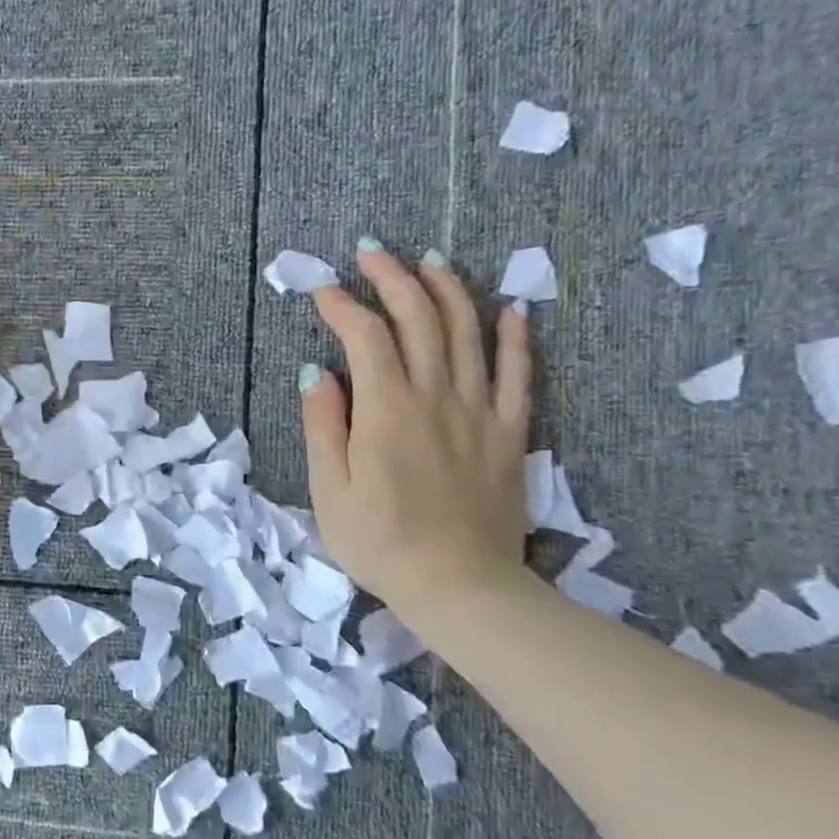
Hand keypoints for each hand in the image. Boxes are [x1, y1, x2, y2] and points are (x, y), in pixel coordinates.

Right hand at [300, 243, 532, 615]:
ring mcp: (479, 412)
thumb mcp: (329, 490)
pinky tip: (510, 310)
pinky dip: (515, 338)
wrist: (458, 585)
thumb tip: (318, 373)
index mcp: (386, 410)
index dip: (341, 307)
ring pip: (469, 334)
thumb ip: (323, 426)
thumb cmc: (379, 541)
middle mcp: (436, 397)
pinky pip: (520, 375)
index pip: (364, 338)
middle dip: (392, 279)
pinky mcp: (510, 434)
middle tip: (372, 253)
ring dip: (447, 291)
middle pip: (419, 321)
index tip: (321, 291)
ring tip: (429, 261)